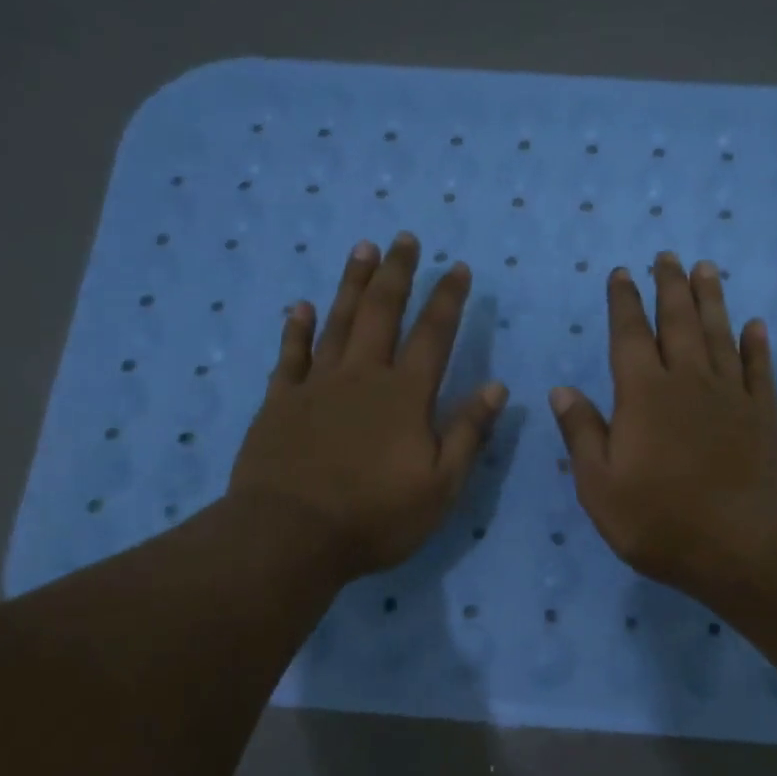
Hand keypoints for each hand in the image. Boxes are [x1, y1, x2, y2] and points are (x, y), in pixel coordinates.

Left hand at [230, 233, 506, 582]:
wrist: (290, 536)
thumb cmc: (375, 516)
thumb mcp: (440, 486)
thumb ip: (467, 433)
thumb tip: (496, 387)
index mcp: (405, 396)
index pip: (434, 335)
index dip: (448, 299)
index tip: (457, 267)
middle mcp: (362, 376)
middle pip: (382, 313)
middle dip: (397, 274)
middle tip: (405, 239)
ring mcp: (316, 386)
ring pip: (337, 322)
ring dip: (351, 284)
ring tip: (362, 249)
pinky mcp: (279, 403)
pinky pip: (289, 355)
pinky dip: (296, 328)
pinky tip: (300, 306)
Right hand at [550, 252, 776, 598]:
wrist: (746, 547)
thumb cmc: (662, 522)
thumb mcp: (601, 488)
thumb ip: (582, 435)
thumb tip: (562, 391)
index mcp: (643, 396)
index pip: (629, 337)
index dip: (623, 303)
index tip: (622, 273)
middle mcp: (689, 383)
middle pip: (678, 322)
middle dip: (669, 287)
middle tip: (667, 256)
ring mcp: (731, 397)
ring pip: (720, 335)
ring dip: (711, 300)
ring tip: (706, 269)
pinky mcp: (765, 417)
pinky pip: (760, 370)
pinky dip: (756, 345)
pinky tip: (755, 325)